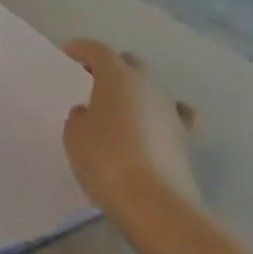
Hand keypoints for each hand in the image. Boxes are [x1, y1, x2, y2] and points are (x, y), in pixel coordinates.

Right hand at [63, 40, 200, 224]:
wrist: (155, 204)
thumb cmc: (106, 160)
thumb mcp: (75, 135)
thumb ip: (79, 116)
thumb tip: (90, 113)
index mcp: (117, 77)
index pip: (98, 50)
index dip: (81, 49)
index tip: (67, 54)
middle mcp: (147, 85)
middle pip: (129, 63)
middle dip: (111, 66)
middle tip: (92, 80)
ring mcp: (170, 111)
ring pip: (151, 88)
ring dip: (134, 91)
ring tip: (118, 107)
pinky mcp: (185, 138)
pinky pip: (175, 115)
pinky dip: (163, 114)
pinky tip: (157, 123)